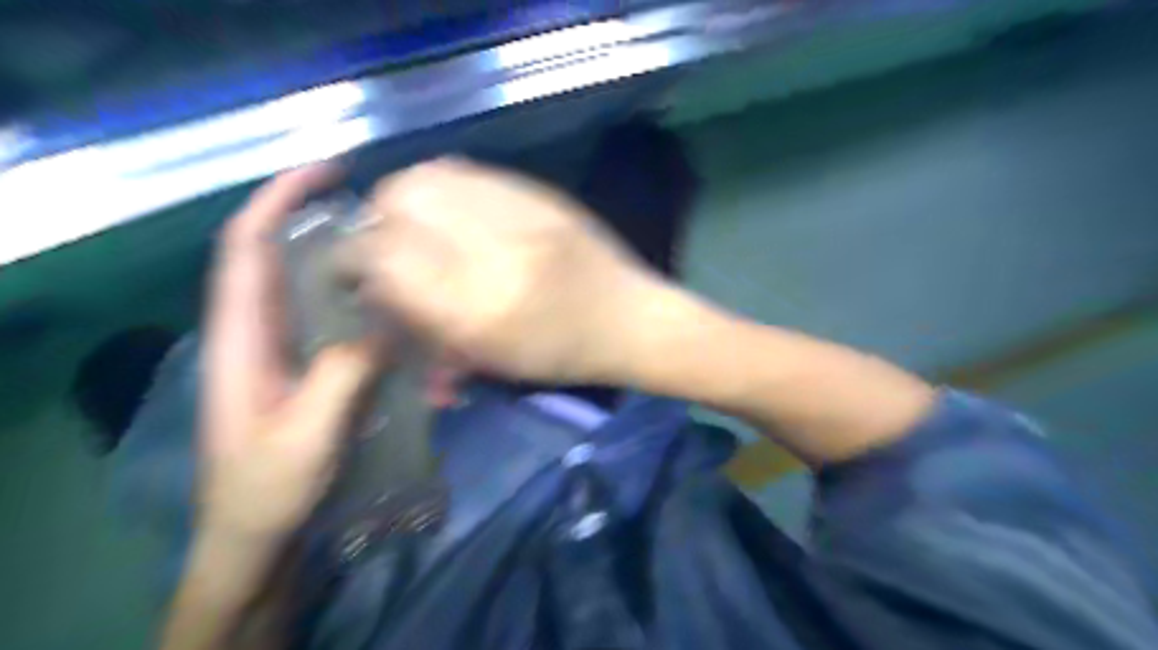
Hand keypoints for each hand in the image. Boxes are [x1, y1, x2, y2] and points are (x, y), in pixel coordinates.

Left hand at [201, 166, 375, 544]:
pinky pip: (335, 322)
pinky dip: (363, 304)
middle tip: (383, 215)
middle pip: (280, 256)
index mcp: (242, 337)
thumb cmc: (269, 488)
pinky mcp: (307, 368)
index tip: (328, 172)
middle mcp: (259, 332)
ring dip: (348, 263)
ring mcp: (284, 351)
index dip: (279, 199)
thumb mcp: (306, 434)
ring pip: (311, 288)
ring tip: (398, 256)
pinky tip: (399, 312)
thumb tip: (383, 323)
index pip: (247, 247)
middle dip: (321, 221)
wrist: (258, 534)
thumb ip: (341, 374)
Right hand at [343, 157, 669, 385]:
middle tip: (384, 240)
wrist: (629, 319)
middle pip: (398, 200)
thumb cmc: (562, 355)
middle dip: (376, 218)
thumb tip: (378, 287)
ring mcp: (520, 211)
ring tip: (413, 220)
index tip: (351, 270)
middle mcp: (493, 250)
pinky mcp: (540, 192)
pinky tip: (450, 208)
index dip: (352, 259)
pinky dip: (443, 185)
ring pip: (430, 175)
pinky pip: (468, 171)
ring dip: (406, 196)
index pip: (384, 259)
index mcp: (479, 308)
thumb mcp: (490, 356)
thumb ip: (427, 321)